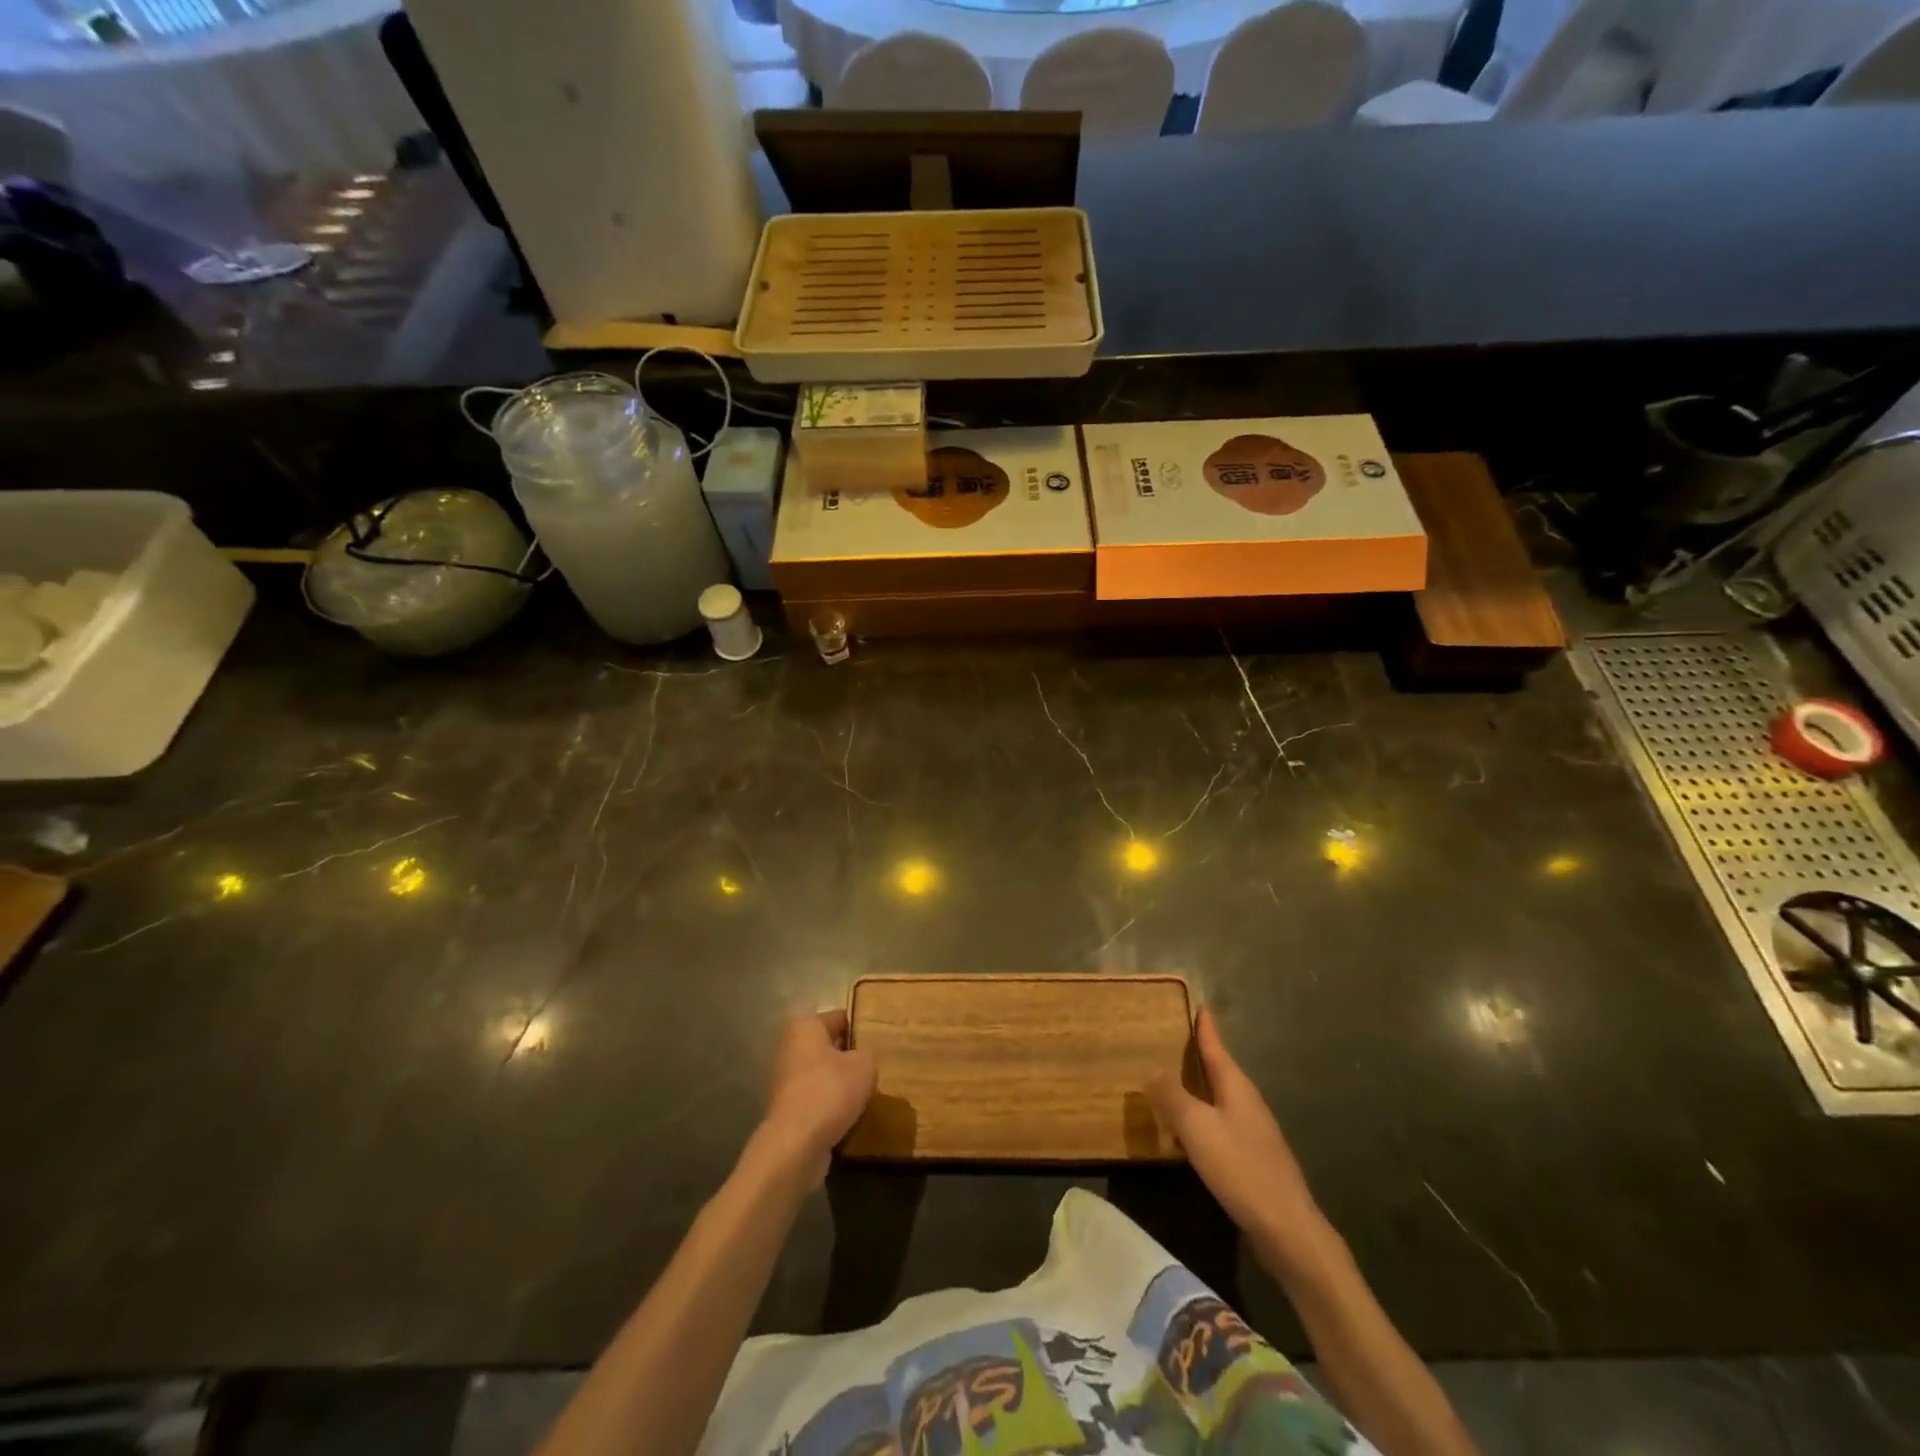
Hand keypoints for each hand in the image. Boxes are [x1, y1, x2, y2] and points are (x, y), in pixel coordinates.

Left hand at [756, 1010, 875, 1187]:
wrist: (797, 1144)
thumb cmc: (831, 1090)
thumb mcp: (865, 1064)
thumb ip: (868, 1053)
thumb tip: (863, 1058)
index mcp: (806, 1027)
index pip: (840, 1018)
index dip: (862, 1027)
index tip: (881, 1039)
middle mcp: (792, 1049)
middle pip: (831, 1048)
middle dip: (851, 1057)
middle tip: (878, 1066)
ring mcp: (788, 1082)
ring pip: (825, 1076)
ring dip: (843, 1085)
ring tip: (870, 1093)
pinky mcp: (790, 1111)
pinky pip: (820, 1101)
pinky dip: (834, 1108)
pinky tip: (854, 1116)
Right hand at [1148, 1007, 1329, 1271]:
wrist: (1288, 1230)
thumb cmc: (1241, 1169)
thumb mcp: (1197, 1128)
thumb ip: (1172, 1096)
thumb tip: (1152, 1070)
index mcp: (1236, 1087)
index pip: (1217, 1048)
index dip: (1206, 1028)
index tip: (1201, 1005)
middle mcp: (1248, 1103)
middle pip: (1221, 1071)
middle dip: (1201, 1055)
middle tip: (1176, 1041)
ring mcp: (1255, 1132)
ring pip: (1222, 1099)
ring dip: (1200, 1089)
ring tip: (1175, 1084)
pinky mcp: (1255, 1159)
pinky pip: (1223, 1124)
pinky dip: (1204, 1118)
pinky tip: (1191, 1135)